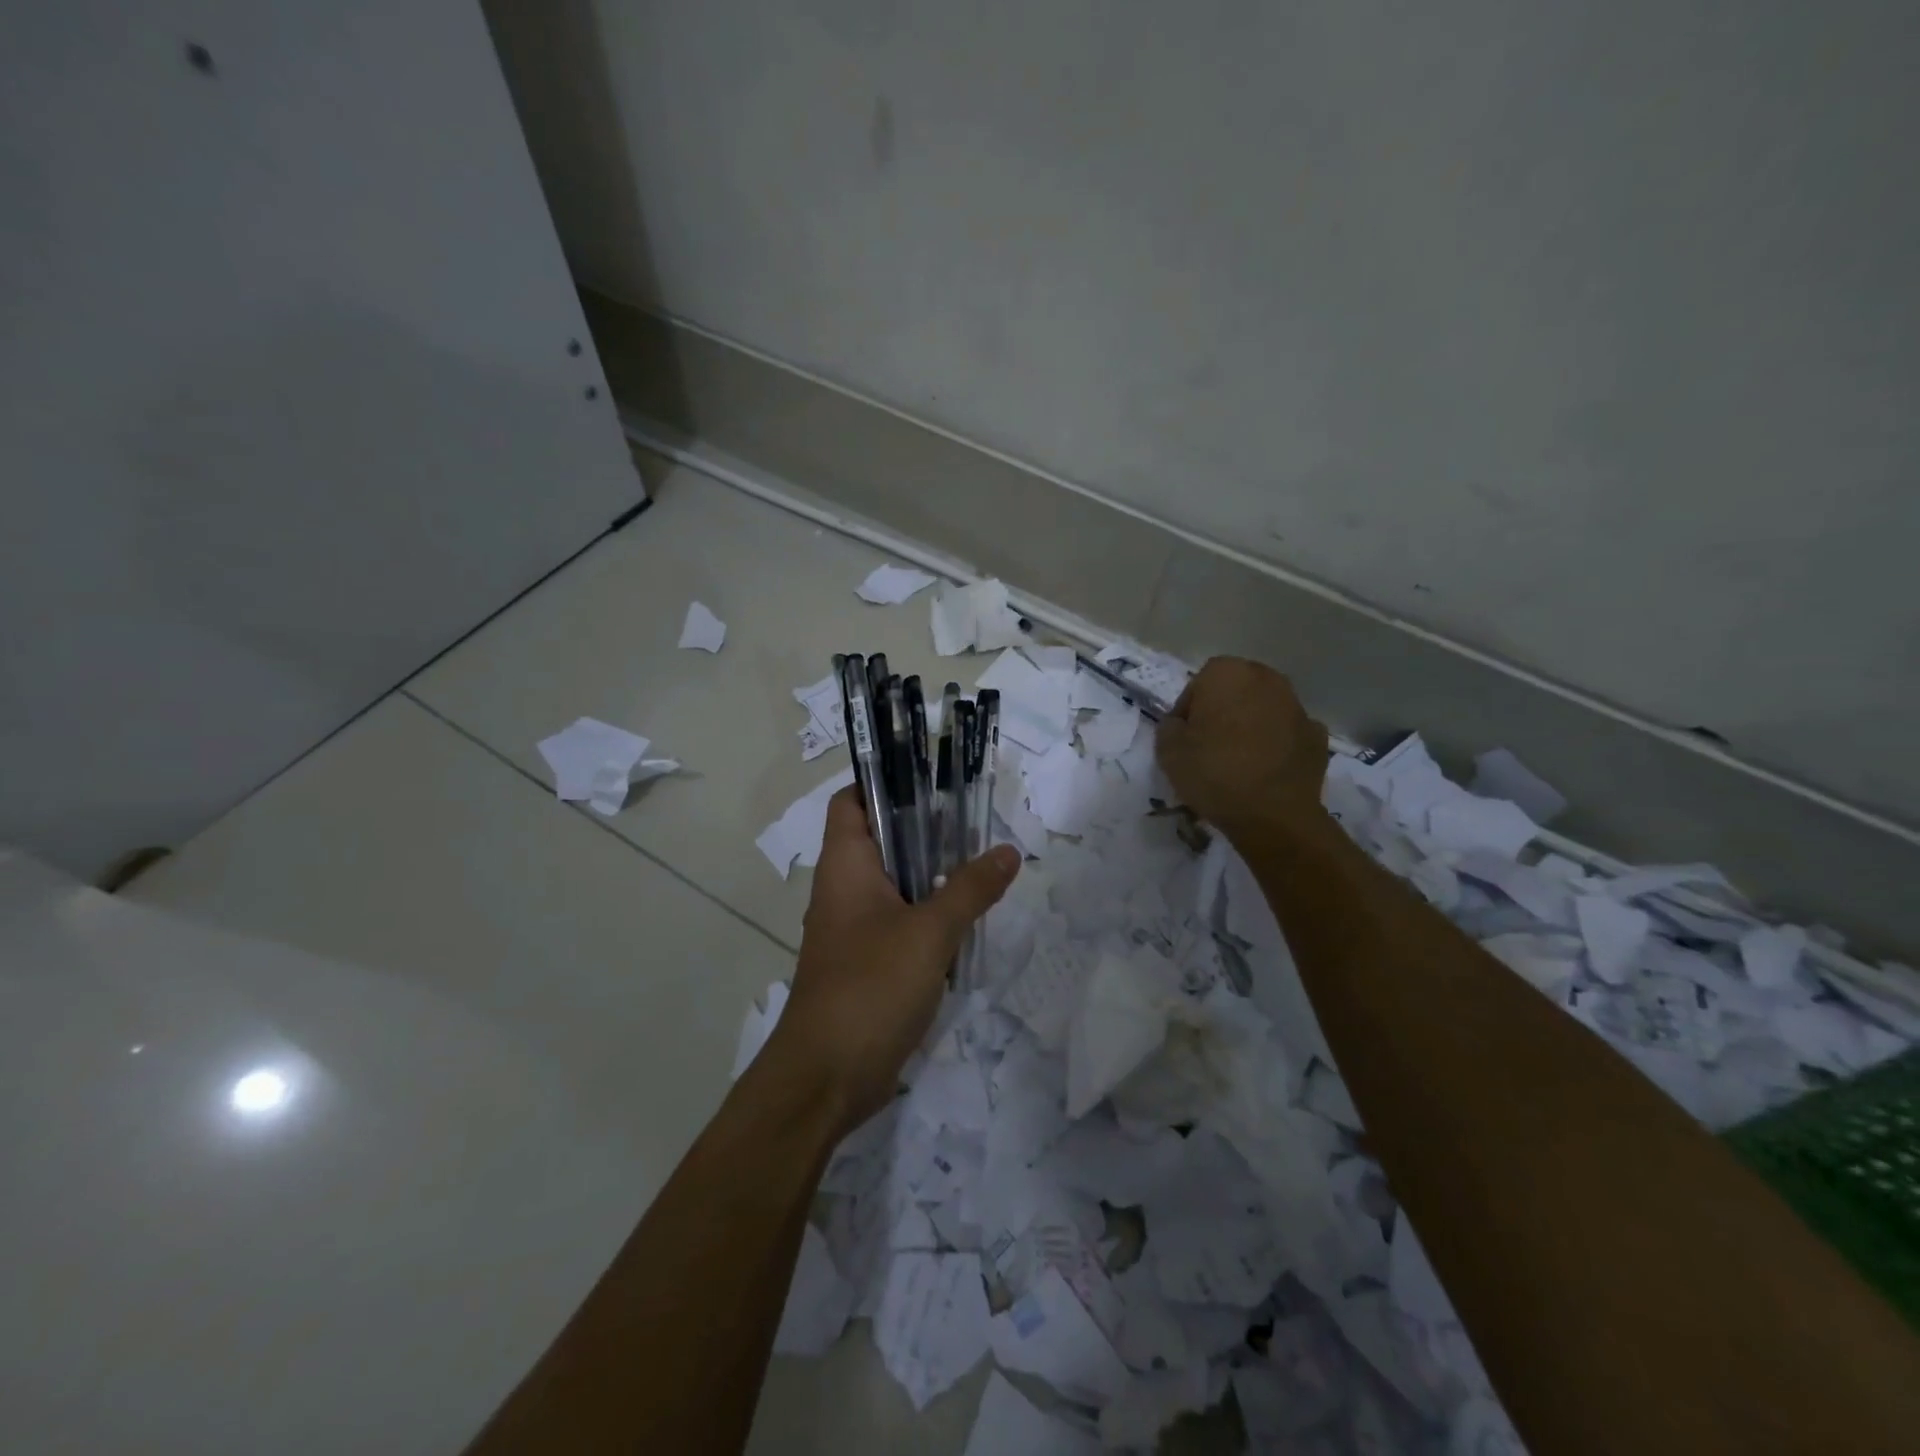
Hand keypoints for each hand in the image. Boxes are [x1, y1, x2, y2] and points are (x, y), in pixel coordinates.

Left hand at [767, 787, 1021, 1136]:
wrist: (826, 1078)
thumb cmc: (870, 987)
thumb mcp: (930, 933)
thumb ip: (971, 889)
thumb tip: (1008, 852)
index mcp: (846, 864)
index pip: (852, 800)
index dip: (885, 781)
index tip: (933, 779)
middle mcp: (845, 887)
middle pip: (882, 838)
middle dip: (927, 828)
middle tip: (976, 821)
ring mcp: (855, 927)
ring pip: (896, 882)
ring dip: (934, 874)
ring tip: (983, 863)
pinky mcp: (868, 961)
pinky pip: (901, 920)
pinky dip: (930, 914)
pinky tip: (969, 919)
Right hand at [1155, 656, 1329, 843]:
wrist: (1272, 815)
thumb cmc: (1213, 773)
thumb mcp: (1167, 750)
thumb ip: (1169, 726)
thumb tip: (1181, 723)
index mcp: (1227, 674)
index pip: (1199, 683)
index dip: (1189, 710)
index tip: (1184, 736)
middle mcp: (1266, 679)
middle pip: (1236, 689)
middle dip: (1223, 710)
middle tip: (1210, 744)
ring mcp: (1297, 706)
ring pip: (1265, 708)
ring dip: (1252, 724)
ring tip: (1239, 759)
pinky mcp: (1317, 735)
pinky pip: (1288, 733)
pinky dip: (1278, 744)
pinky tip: (1266, 769)